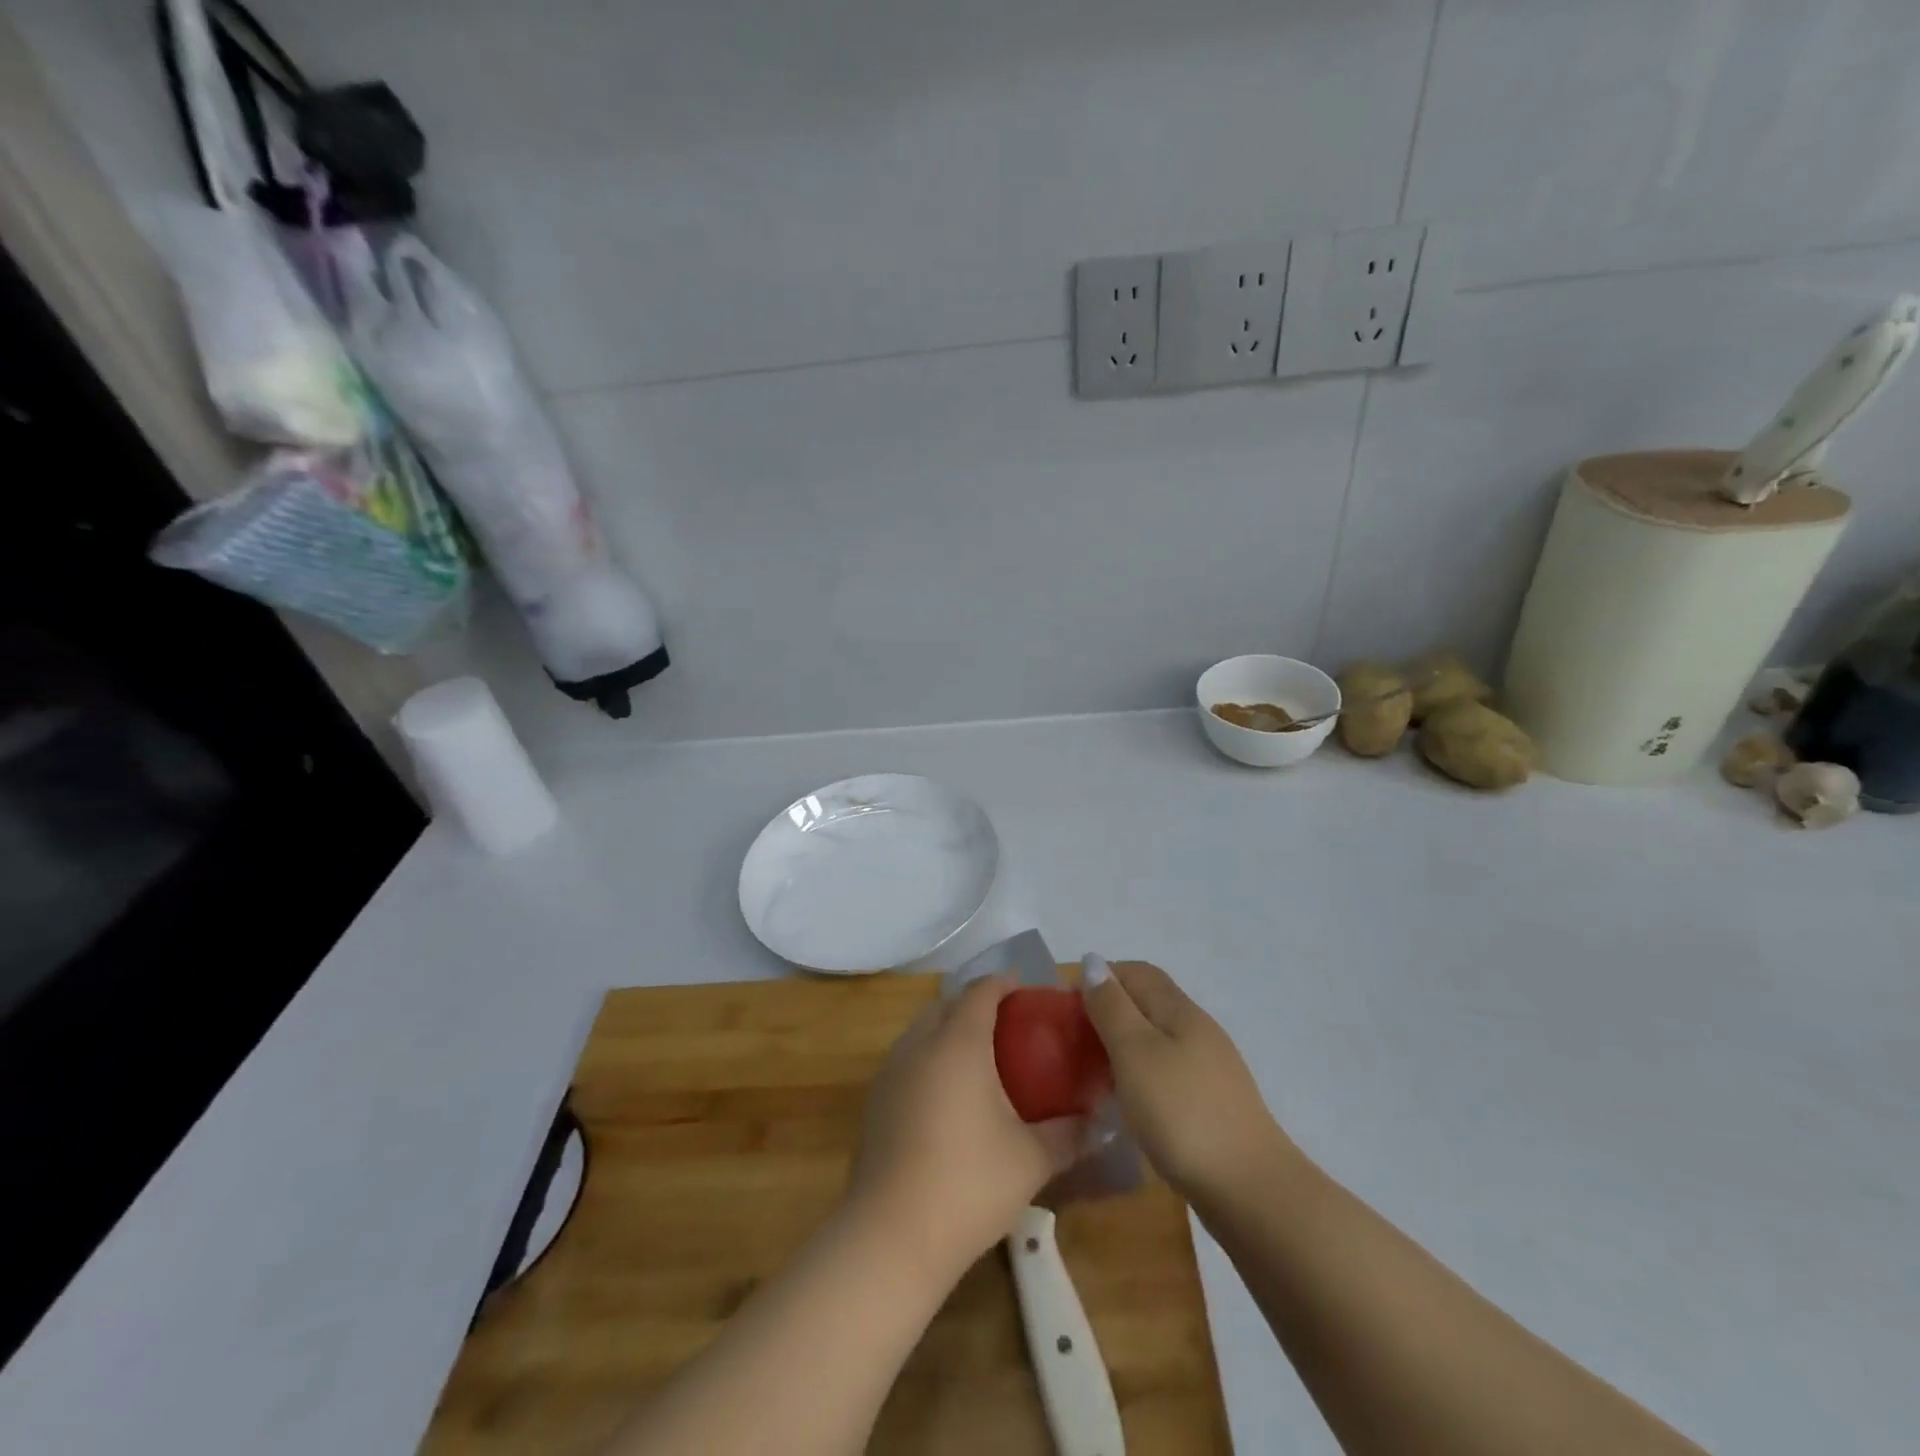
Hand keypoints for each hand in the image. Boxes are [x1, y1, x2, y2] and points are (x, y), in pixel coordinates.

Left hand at [846, 977, 1084, 1280]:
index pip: (981, 991)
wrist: (891, 1237)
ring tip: (982, 1058)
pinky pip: (908, 1057)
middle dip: (976, 1003)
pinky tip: (950, 1095)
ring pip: (923, 1029)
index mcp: (958, 1043)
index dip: (1005, 983)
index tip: (1030, 992)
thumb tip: (1098, 1121)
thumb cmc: (969, 1184)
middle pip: (947, 1003)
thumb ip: (1070, 1134)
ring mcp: (891, 1071)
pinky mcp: (875, 1100)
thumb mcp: (1032, 1160)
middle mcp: (920, 1044)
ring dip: (949, 1028)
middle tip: (1010, 1025)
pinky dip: (930, 1056)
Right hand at [1081, 957, 1288, 1204]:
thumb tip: (1093, 961)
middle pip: (1148, 1003)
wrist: (1249, 1190)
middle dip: (1108, 1010)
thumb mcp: (1135, 1052)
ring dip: (1121, 1044)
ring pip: (1156, 1039)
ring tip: (1090, 1070)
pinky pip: (1165, 1071)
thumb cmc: (1182, 1112)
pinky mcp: (1210, 1104)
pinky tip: (1125, 1101)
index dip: (1100, 976)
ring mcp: (1208, 1069)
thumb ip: (1112, 1007)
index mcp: (1179, 1010)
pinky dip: (1138, 1074)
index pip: (1136, 972)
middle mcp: (1197, 1030)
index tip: (1065, 1004)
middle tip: (1072, 1039)